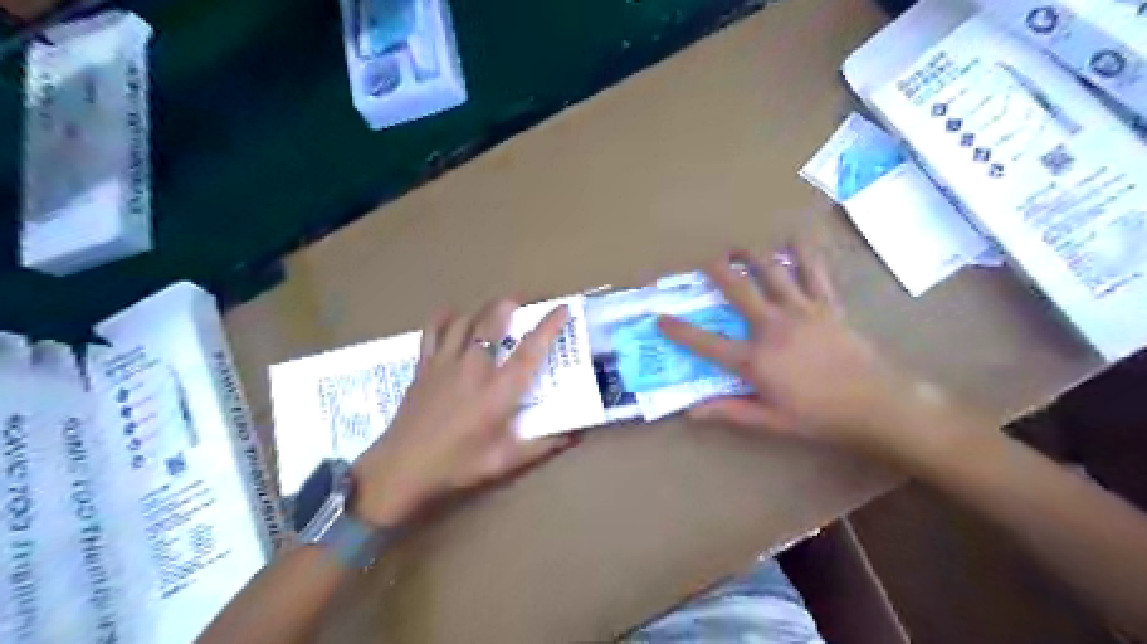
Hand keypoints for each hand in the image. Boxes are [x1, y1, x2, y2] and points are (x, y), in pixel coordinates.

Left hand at [349, 303, 576, 529]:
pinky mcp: (424, 366)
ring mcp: (445, 363)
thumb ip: (541, 446)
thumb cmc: (457, 466)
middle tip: (524, 301)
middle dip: (510, 304)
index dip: (549, 326)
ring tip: (494, 308)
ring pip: (465, 321)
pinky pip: (433, 331)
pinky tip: (451, 314)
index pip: (530, 350)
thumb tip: (573, 437)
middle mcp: (474, 368)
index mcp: (498, 391)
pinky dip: (443, 318)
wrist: (401, 468)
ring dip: (482, 310)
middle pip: (493, 322)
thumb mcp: (505, 461)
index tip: (563, 308)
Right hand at [660, 246, 954, 462]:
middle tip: (705, 261)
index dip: (680, 331)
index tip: (660, 318)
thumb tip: (692, 412)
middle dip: (718, 272)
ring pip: (772, 273)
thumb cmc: (818, 416)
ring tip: (739, 247)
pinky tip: (795, 237)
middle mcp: (773, 327)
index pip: (707, 343)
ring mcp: (801, 312)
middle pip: (738, 291)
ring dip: (752, 256)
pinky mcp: (827, 306)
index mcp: (755, 359)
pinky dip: (804, 253)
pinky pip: (814, 273)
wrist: (875, 404)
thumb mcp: (770, 420)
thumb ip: (729, 411)